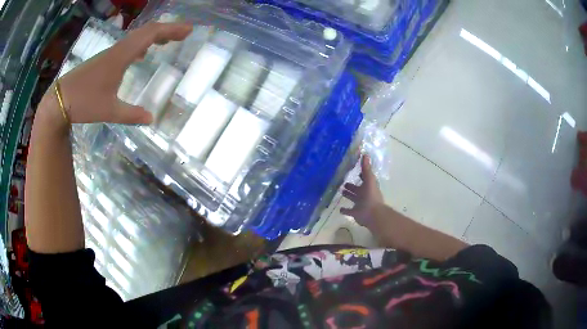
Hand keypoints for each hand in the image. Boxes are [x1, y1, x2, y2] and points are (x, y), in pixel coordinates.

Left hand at [41, 22, 191, 130]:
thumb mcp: (109, 111)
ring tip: (168, 41)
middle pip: (146, 30)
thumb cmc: (83, 103)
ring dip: (154, 35)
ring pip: (137, 36)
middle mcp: (117, 49)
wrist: (60, 99)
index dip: (171, 30)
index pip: (150, 35)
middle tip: (184, 34)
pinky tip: (142, 54)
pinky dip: (141, 44)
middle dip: (167, 29)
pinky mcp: (105, 59)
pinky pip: (128, 45)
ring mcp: (110, 53)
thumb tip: (151, 118)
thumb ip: (131, 115)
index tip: (188, 30)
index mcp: (121, 57)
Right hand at [341, 155, 383, 226]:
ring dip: (348, 195)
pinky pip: (349, 211)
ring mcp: (360, 204)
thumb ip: (366, 168)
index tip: (355, 171)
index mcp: (368, 186)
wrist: (372, 213)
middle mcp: (364, 194)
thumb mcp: (369, 179)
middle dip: (352, 186)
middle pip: (357, 189)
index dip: (361, 175)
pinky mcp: (355, 213)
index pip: (364, 179)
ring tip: (341, 191)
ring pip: (353, 198)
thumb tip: (365, 154)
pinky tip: (340, 209)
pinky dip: (345, 210)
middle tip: (344, 183)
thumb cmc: (371, 195)